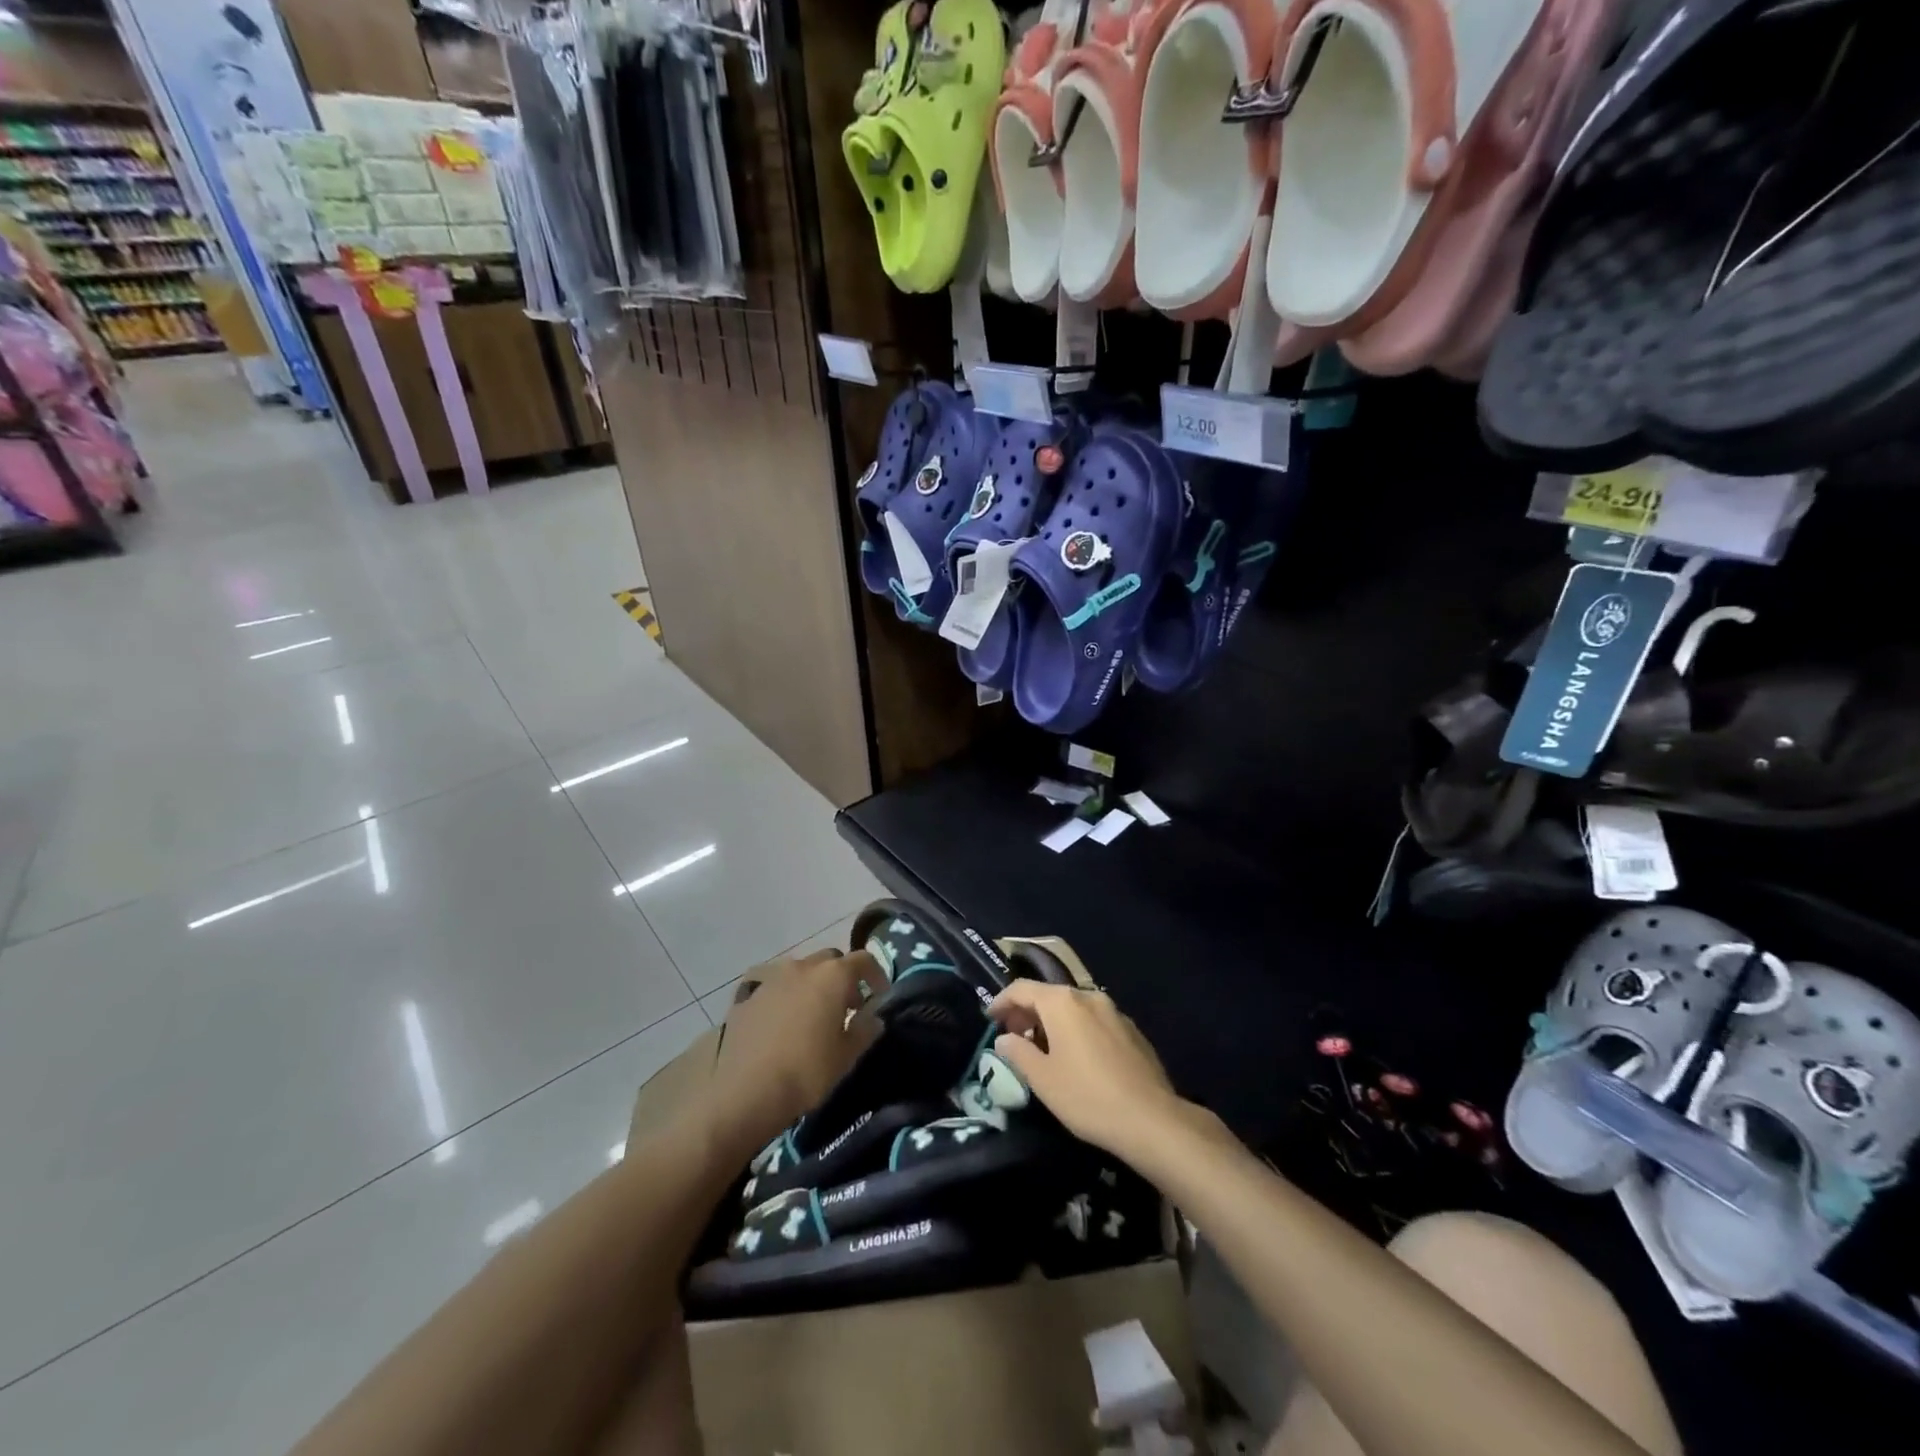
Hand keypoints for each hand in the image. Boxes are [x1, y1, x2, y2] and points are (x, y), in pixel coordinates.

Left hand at [704, 948, 881, 1158]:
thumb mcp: (847, 1056)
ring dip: (812, 984)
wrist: (745, 1092)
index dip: (876, 974)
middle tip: (847, 1006)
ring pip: (800, 970)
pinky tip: (781, 1021)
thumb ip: (865, 1029)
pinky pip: (773, 986)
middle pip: (830, 960)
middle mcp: (802, 966)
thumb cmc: (807, 1072)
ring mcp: (771, 978)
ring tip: (812, 1014)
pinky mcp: (747, 995)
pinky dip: (784, 996)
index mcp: (832, 976)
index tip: (880, 994)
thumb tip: (872, 1017)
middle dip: (842, 977)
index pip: (863, 960)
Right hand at [987, 981, 1184, 1162]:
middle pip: (1049, 996)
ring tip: (1043, 1051)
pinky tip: (1077, 1060)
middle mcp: (1088, 997)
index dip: (1001, 1002)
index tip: (989, 1019)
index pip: (1022, 989)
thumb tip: (1004, 1038)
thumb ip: (1017, 1053)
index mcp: (1063, 1002)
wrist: (1152, 1120)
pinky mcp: (1132, 1031)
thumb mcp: (1042, 1079)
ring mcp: (1114, 1012)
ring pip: (1073, 1009)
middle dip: (1027, 1013)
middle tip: (1013, 1038)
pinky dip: (1077, 1031)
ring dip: (1052, 1023)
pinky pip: (1094, 1022)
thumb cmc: (1087, 1096)